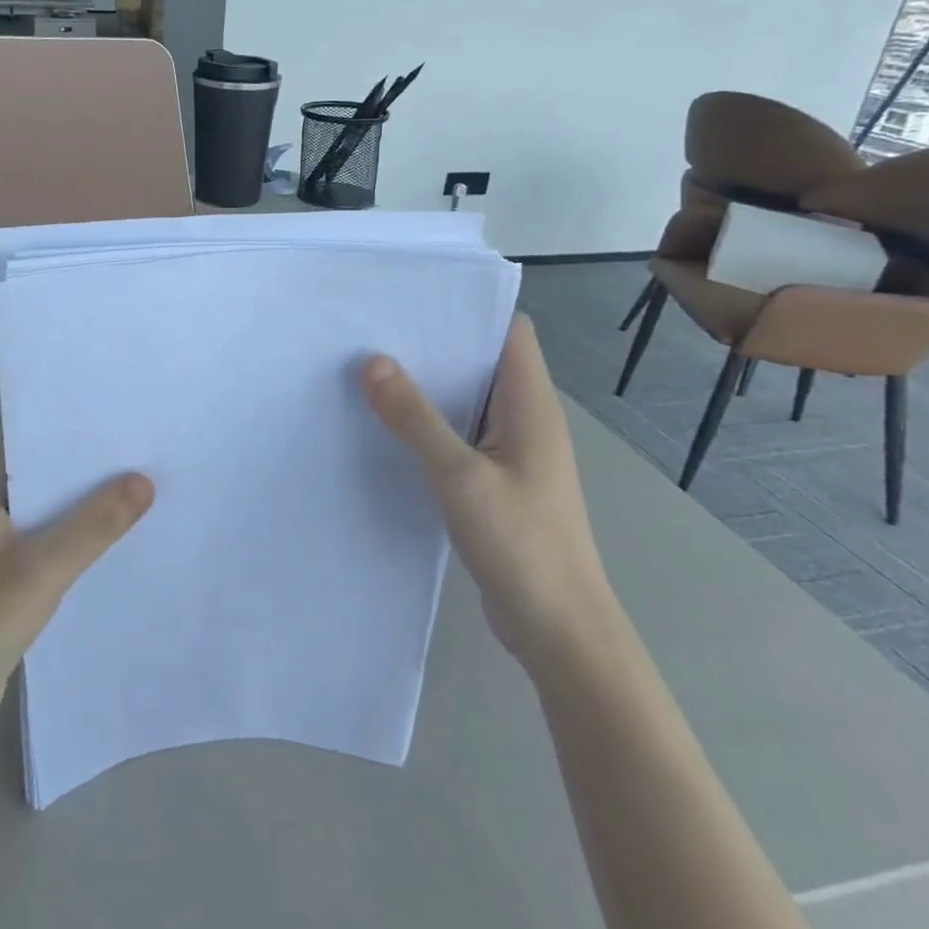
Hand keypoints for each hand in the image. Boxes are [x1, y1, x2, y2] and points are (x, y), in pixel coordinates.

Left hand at [0, 438, 153, 735]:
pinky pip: (45, 538)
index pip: (22, 435)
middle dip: (82, 459)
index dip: (63, 420)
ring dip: (81, 498)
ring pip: (45, 507)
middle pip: (38, 470)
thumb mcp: (42, 567)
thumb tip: (144, 480)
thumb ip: (94, 525)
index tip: (111, 411)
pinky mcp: (3, 573)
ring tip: (136, 480)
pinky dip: (74, 532)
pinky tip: (113, 532)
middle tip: (136, 444)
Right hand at [361, 315, 617, 670]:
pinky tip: (388, 428)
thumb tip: (372, 361)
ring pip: (468, 402)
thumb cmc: (520, 543)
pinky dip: (429, 426)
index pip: (510, 332)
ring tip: (370, 370)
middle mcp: (525, 420)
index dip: (469, 309)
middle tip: (374, 331)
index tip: (414, 299)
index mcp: (531, 406)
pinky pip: (460, 437)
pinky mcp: (496, 482)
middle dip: (435, 346)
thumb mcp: (459, 475)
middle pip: (483, 363)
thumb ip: (415, 418)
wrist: (558, 629)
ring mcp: (512, 453)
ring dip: (428, 388)